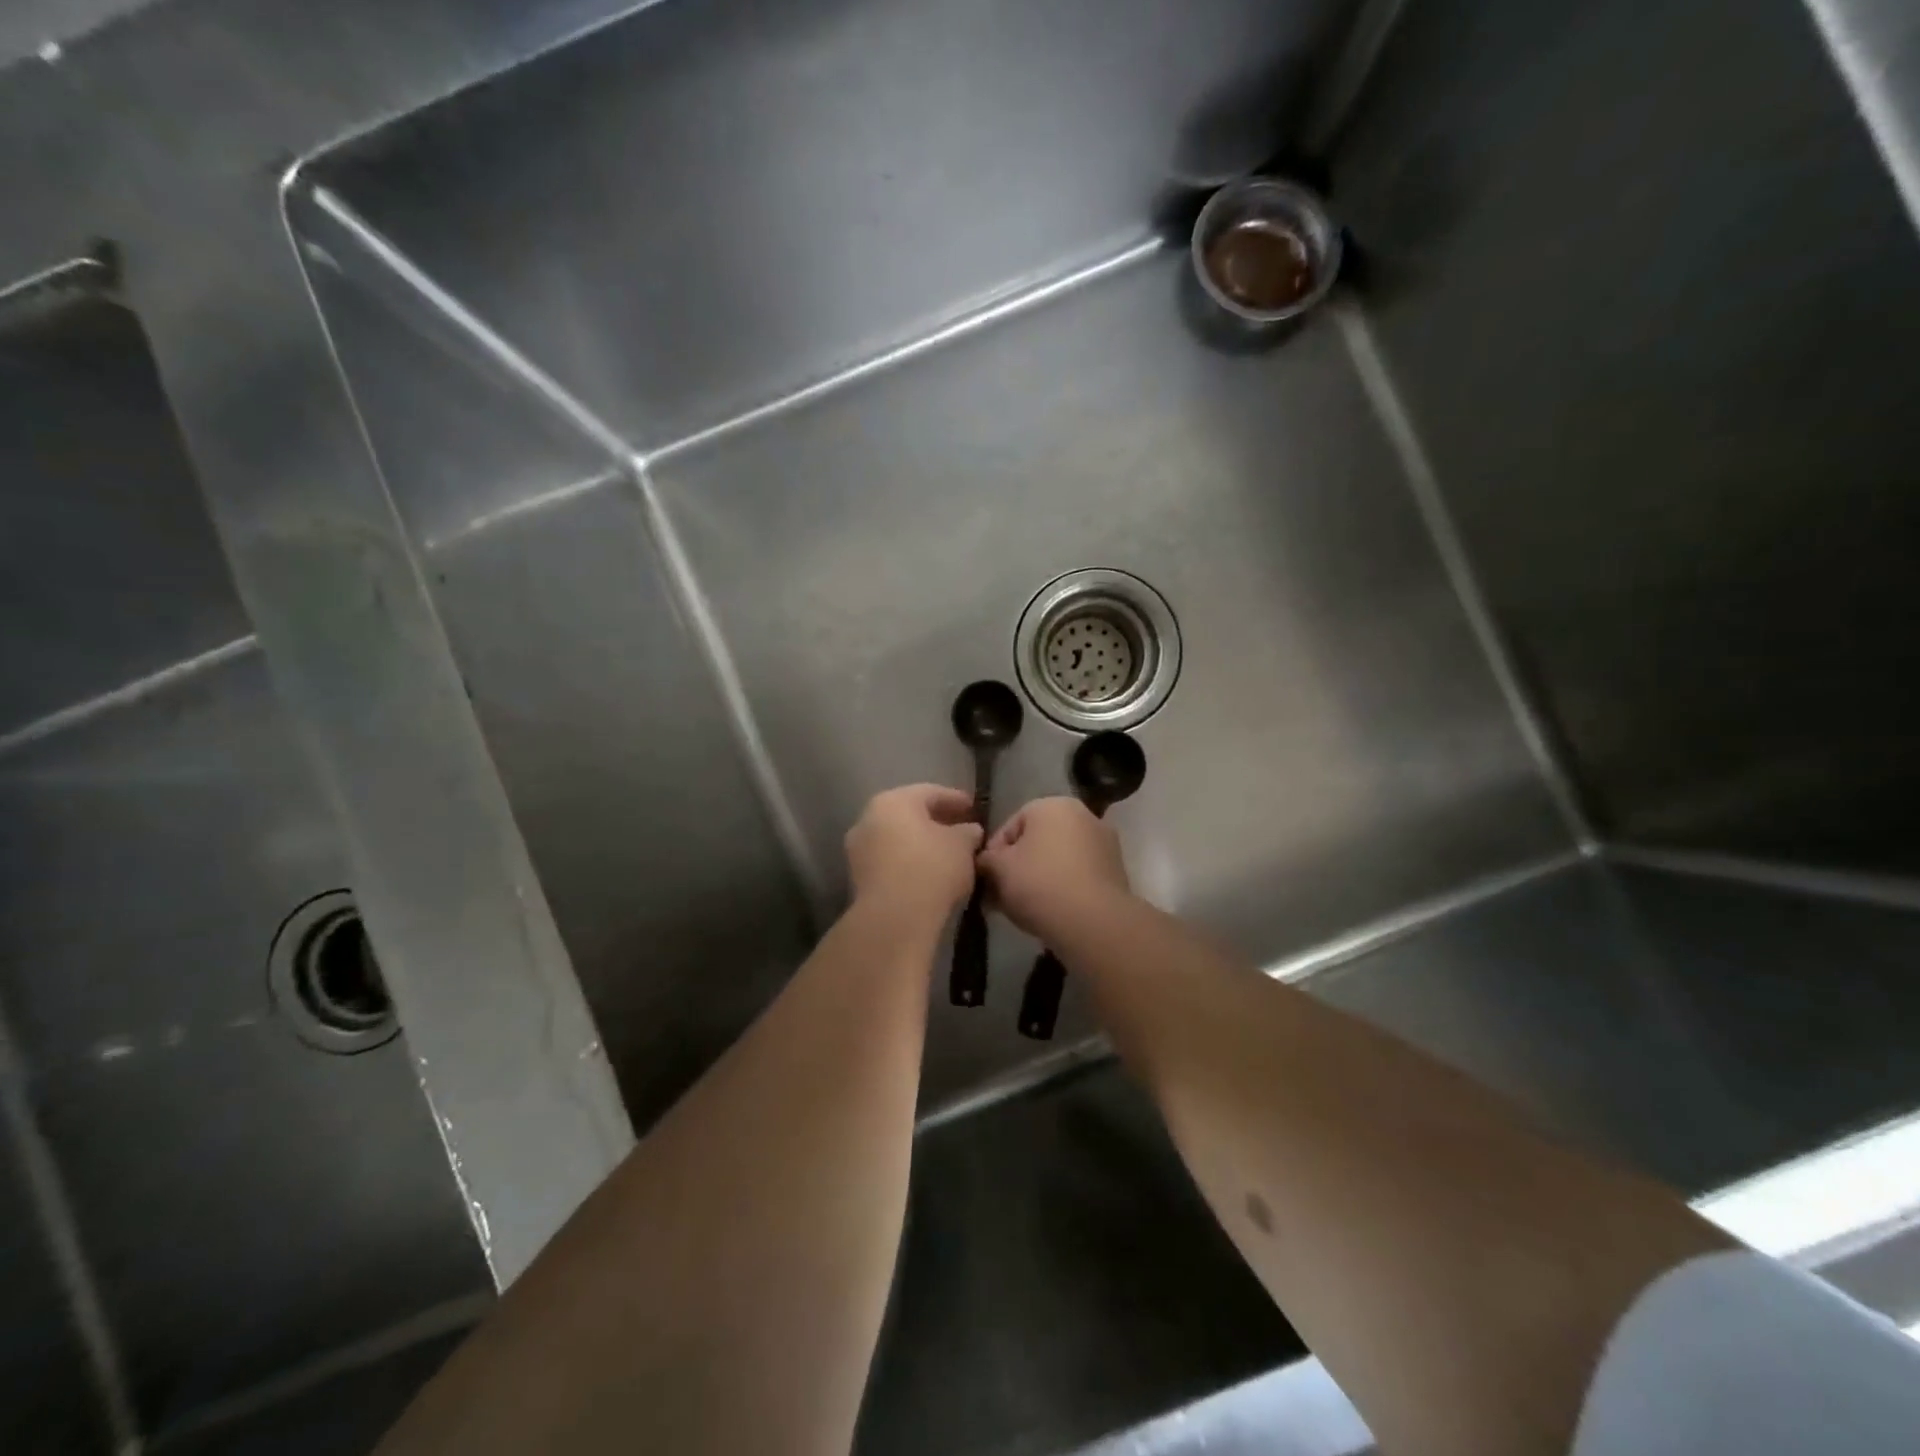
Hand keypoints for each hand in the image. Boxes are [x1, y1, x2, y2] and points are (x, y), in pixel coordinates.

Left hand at [845, 784, 984, 924]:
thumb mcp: (962, 846)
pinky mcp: (858, 877)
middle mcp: (868, 818)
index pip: (930, 792)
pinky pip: (889, 860)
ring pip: (896, 838)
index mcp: (893, 801)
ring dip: (920, 843)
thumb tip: (969, 830)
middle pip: (908, 814)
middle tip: (959, 828)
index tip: (973, 808)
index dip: (955, 799)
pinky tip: (927, 873)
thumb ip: (967, 832)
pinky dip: (908, 861)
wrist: (894, 918)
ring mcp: (859, 849)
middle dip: (935, 821)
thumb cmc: (931, 868)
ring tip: (946, 853)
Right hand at [978, 797, 1131, 940]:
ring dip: (1039, 878)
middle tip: (1000, 895)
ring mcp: (1104, 843)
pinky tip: (1050, 912)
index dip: (993, 854)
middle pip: (1036, 841)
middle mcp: (1083, 815)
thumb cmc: (1039, 884)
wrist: (1094, 923)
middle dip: (1017, 866)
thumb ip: (985, 859)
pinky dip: (1062, 888)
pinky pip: (1078, 875)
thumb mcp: (998, 869)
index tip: (985, 880)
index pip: (1010, 825)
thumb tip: (985, 863)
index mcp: (1053, 804)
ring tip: (1023, 908)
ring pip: (1058, 859)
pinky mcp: (1116, 872)